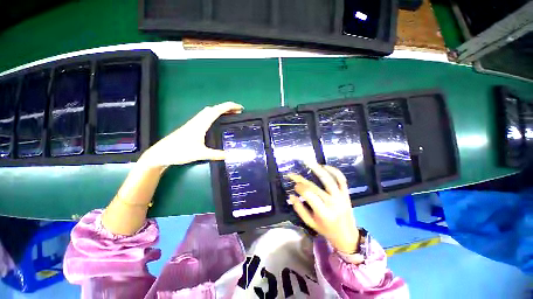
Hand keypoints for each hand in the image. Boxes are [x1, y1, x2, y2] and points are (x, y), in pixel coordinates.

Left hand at [139, 102, 242, 165]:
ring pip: (209, 111)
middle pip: (214, 109)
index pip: (217, 111)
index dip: (229, 107)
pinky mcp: (191, 126)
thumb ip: (217, 155)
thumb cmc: (179, 152)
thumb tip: (231, 155)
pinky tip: (217, 121)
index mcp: (201, 124)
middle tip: (238, 112)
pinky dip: (215, 115)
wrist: (161, 153)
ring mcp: (194, 123)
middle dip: (227, 108)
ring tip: (231, 115)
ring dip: (221, 110)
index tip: (240, 108)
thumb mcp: (200, 154)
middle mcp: (198, 120)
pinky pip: (206, 116)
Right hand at [288, 163, 359, 253]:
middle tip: (293, 174)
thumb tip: (291, 195)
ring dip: (318, 170)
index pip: (308, 195)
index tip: (294, 186)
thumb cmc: (326, 230)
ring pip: (329, 180)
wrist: (348, 236)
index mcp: (323, 213)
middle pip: (315, 187)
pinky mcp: (346, 193)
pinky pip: (341, 179)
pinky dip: (334, 171)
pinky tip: (325, 166)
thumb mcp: (310, 223)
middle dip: (301, 179)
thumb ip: (299, 209)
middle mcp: (333, 203)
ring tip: (308, 162)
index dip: (299, 188)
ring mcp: (341, 197)